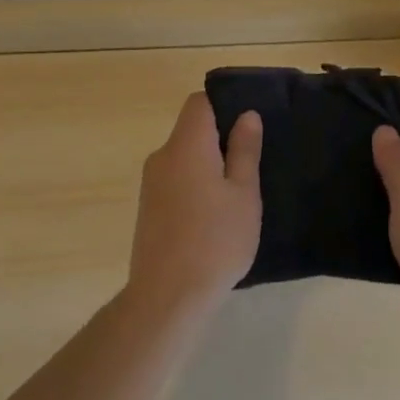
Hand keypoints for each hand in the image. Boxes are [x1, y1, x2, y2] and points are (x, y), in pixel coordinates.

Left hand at [126, 94, 262, 319]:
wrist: (167, 297)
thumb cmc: (215, 240)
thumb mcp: (244, 194)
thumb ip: (245, 150)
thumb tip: (246, 115)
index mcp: (187, 145)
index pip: (199, 102)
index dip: (224, 104)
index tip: (248, 125)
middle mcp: (162, 156)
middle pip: (191, 130)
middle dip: (220, 139)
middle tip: (251, 163)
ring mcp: (151, 184)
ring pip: (184, 158)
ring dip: (208, 165)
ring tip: (236, 194)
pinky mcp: (147, 209)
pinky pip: (175, 181)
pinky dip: (194, 186)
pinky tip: (213, 216)